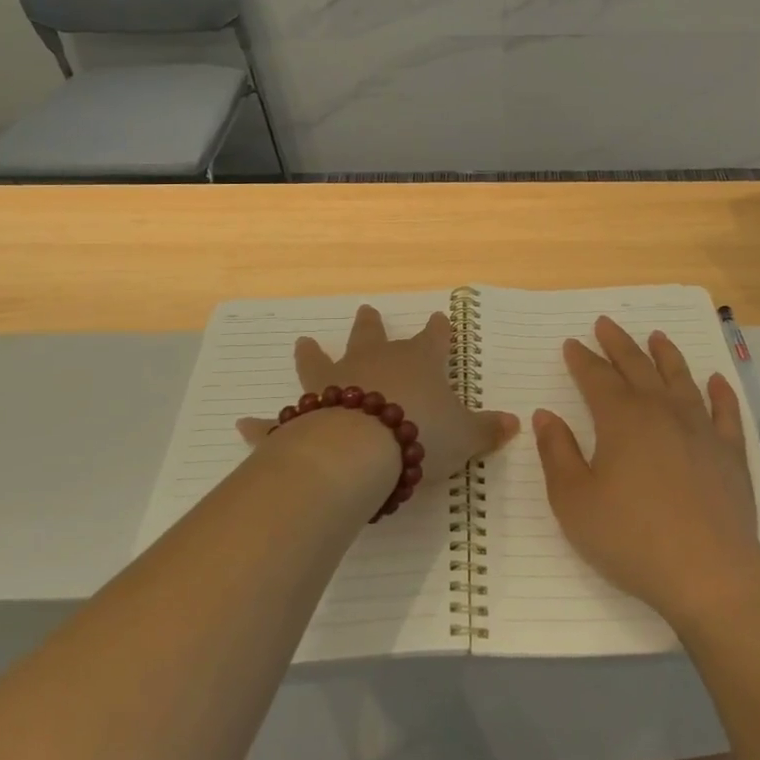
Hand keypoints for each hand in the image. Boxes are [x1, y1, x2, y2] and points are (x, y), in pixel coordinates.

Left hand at [240, 305, 518, 490]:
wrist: (363, 449)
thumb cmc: (420, 433)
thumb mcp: (465, 436)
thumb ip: (488, 430)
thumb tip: (516, 424)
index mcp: (416, 363)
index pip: (432, 339)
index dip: (438, 331)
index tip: (439, 318)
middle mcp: (373, 364)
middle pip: (371, 337)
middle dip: (370, 324)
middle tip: (366, 310)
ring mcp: (335, 384)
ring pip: (321, 363)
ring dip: (312, 354)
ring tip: (303, 342)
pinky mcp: (304, 415)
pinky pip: (280, 421)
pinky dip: (263, 424)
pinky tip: (244, 424)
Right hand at [533, 317, 759, 628]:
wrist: (709, 572)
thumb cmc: (631, 538)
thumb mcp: (574, 501)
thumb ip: (557, 453)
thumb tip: (546, 415)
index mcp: (620, 419)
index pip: (596, 378)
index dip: (582, 359)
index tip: (572, 343)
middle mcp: (661, 412)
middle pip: (637, 367)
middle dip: (618, 344)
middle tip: (605, 323)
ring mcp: (700, 429)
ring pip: (681, 379)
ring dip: (666, 355)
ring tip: (657, 336)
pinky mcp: (730, 453)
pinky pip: (725, 412)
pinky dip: (720, 392)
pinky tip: (716, 380)